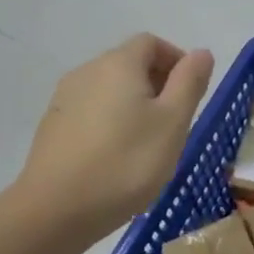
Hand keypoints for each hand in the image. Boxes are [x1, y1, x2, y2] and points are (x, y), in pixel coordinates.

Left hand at [15, 35, 214, 239]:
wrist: (54, 211)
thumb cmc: (126, 162)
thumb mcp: (173, 122)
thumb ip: (190, 82)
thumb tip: (201, 52)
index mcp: (119, 64)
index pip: (151, 43)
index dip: (176, 60)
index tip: (191, 93)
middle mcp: (87, 71)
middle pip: (129, 63)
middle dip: (157, 83)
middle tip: (175, 122)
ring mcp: (64, 99)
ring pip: (109, 89)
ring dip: (134, 104)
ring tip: (148, 142)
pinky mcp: (52, 127)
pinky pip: (91, 111)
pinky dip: (111, 122)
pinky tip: (117, 156)